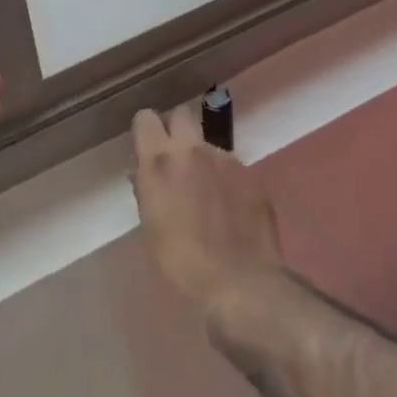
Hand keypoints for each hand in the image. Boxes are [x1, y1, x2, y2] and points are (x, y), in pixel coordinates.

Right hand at [130, 107, 282, 312]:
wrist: (240, 280)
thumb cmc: (182, 260)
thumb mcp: (151, 226)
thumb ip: (148, 190)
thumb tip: (144, 175)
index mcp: (160, 161)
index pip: (146, 118)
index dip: (146, 129)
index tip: (147, 145)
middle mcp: (192, 150)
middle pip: (182, 115)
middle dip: (177, 129)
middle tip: (176, 158)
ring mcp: (226, 159)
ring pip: (209, 144)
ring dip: (204, 159)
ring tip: (209, 192)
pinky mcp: (252, 174)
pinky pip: (232, 166)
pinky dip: (228, 179)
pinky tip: (231, 207)